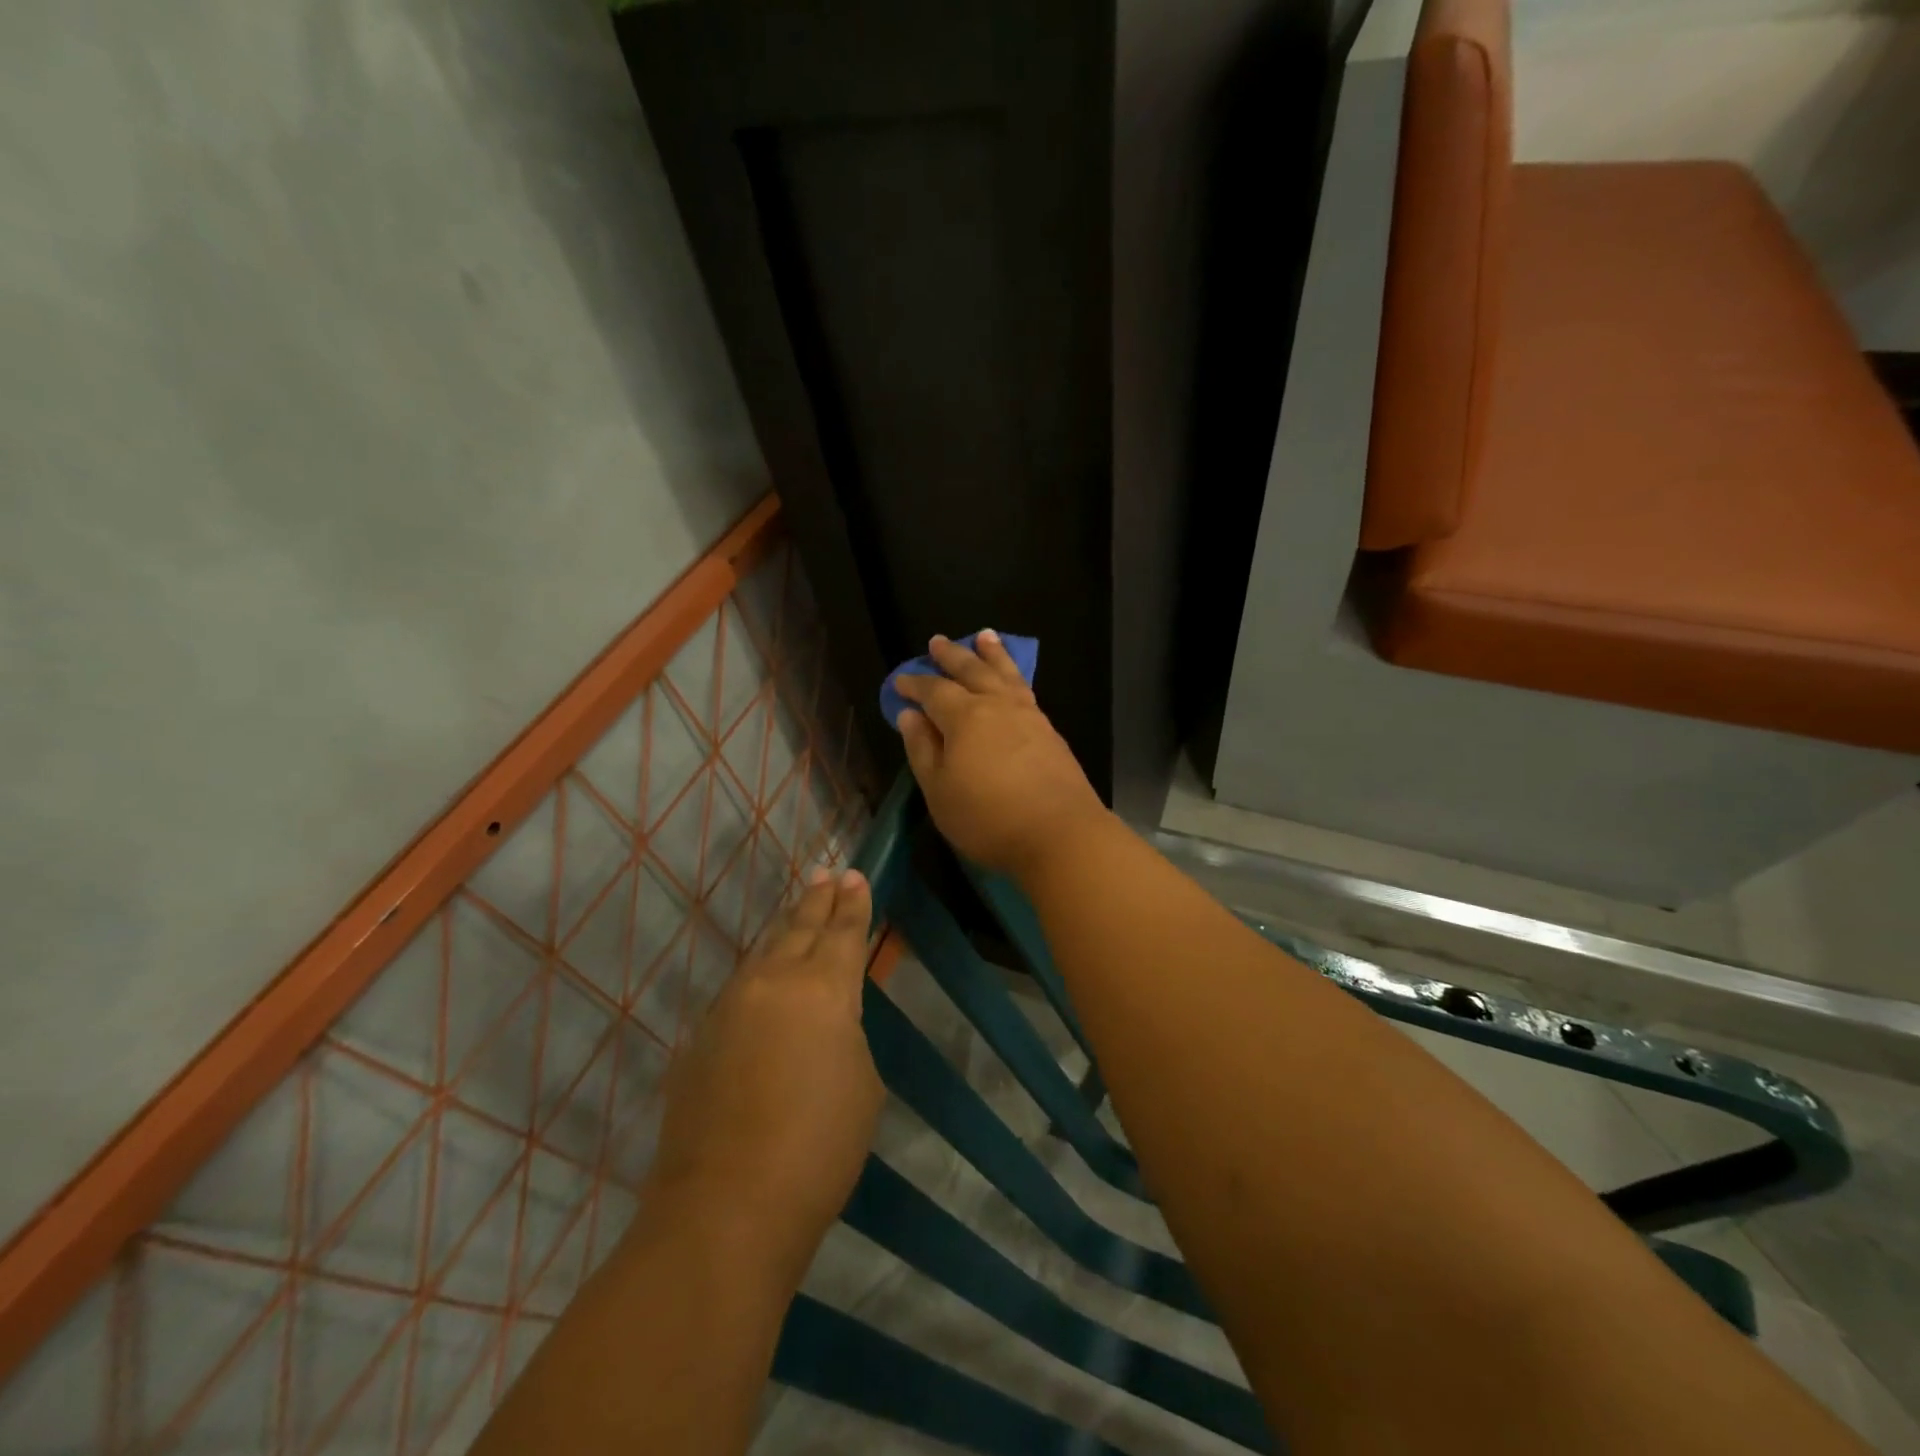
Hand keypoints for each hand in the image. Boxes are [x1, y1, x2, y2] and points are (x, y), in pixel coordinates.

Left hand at [646, 869, 882, 1282]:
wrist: (727, 1206)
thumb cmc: (819, 1145)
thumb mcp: (862, 1083)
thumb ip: (846, 1036)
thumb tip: (825, 1025)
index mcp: (823, 988)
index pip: (842, 931)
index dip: (853, 903)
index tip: (854, 876)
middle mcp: (773, 982)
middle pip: (799, 928)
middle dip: (818, 899)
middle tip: (828, 874)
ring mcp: (730, 1006)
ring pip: (763, 953)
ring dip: (785, 930)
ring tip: (798, 911)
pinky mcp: (701, 1037)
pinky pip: (739, 990)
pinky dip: (759, 974)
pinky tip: (763, 980)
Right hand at [895, 631, 1109, 879]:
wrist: (1061, 834)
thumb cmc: (988, 818)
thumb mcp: (939, 791)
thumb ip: (922, 749)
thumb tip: (909, 715)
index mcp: (965, 717)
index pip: (933, 690)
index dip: (914, 684)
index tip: (900, 681)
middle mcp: (997, 706)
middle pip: (971, 671)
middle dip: (952, 656)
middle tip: (938, 641)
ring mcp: (1029, 716)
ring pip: (1005, 674)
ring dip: (991, 654)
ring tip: (985, 637)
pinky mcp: (1050, 732)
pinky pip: (1025, 690)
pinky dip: (1013, 676)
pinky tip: (1012, 683)